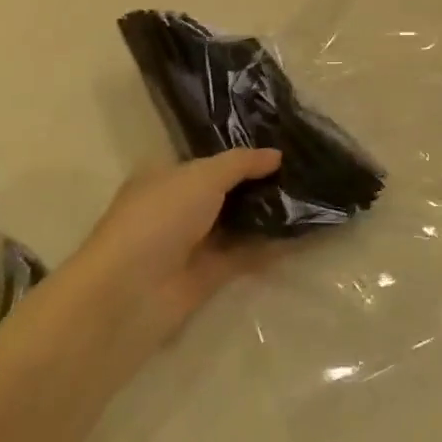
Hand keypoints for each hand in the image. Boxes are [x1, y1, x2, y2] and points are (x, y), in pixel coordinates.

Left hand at [62, 148, 282, 347]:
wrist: (131, 292)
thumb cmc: (160, 218)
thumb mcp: (202, 177)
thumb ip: (241, 163)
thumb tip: (277, 155)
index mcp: (165, 178)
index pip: (208, 161)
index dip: (242, 156)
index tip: (281, 149)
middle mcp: (178, 208)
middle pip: (226, 192)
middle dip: (260, 184)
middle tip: (303, 172)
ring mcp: (192, 243)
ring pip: (237, 223)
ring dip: (268, 214)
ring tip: (310, 198)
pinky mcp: (208, 275)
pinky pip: (245, 254)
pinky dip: (270, 246)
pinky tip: (302, 233)